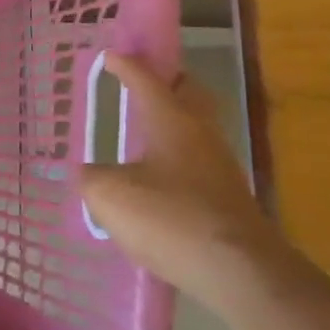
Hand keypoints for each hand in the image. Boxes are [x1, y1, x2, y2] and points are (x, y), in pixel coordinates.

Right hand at [81, 54, 299, 313]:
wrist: (240, 273)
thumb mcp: (109, 195)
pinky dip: (176, 155)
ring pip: (196, 127)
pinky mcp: (227, 199)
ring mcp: (219, 168)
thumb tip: (89, 174)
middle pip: (189, 94)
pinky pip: (197, 161)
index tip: (110, 55)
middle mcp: (201, 135)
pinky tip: (157, 174)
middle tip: (142, 79)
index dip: (127, 65)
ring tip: (143, 127)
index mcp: (172, 121)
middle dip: (166, 80)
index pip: (147, 80)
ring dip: (173, 119)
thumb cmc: (170, 218)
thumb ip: (91, 177)